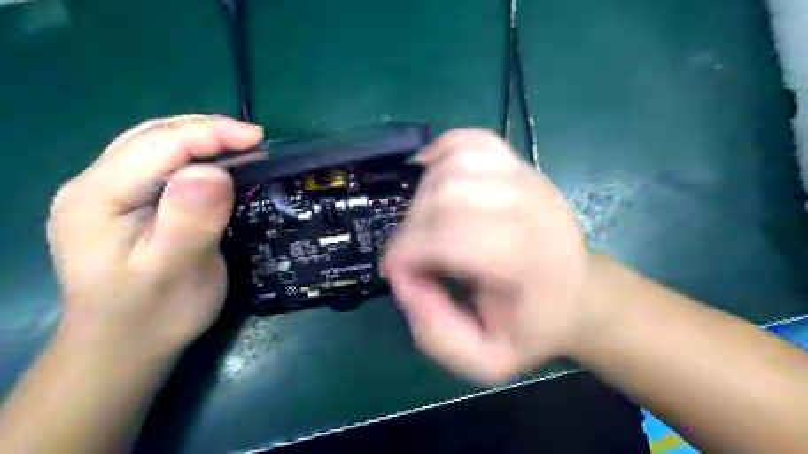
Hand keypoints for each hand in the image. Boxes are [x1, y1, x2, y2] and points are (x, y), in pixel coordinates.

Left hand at [48, 116, 264, 358]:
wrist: (126, 347)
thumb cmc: (153, 314)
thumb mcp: (175, 272)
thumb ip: (190, 221)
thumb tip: (214, 172)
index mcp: (97, 198)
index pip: (158, 145)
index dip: (210, 134)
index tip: (258, 139)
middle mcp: (95, 186)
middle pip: (154, 137)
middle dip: (208, 131)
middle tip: (255, 141)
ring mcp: (109, 193)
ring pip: (158, 146)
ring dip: (203, 140)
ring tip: (242, 147)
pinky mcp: (129, 204)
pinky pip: (164, 165)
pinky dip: (196, 157)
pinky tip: (218, 166)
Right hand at [383, 129, 590, 384]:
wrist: (577, 293)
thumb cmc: (533, 326)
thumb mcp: (487, 360)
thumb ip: (436, 334)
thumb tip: (403, 279)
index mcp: (530, 260)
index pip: (452, 236)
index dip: (409, 251)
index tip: (397, 272)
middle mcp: (532, 208)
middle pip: (446, 195)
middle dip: (411, 227)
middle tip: (411, 254)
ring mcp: (529, 178)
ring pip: (454, 164)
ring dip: (422, 195)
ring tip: (423, 224)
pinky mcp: (521, 164)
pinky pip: (472, 140)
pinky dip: (442, 152)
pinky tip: (432, 177)